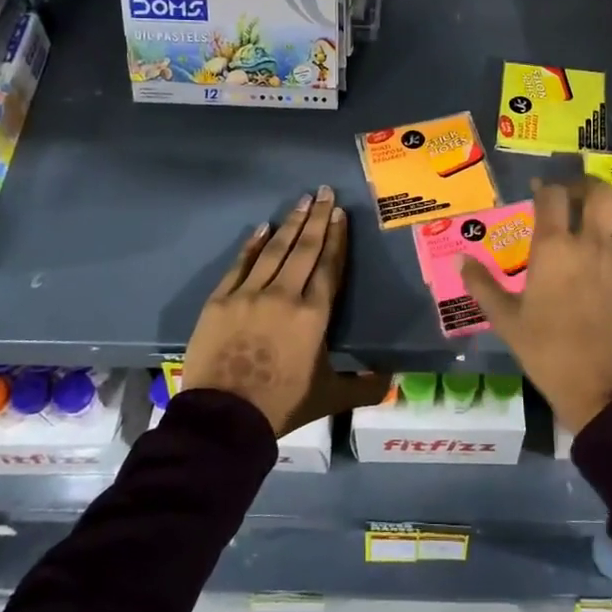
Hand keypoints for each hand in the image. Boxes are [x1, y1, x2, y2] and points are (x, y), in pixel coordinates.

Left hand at [181, 186, 386, 436]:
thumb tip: (391, 380)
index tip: (340, 214)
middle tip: (324, 192)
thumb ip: (362, 386)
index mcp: (314, 314)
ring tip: (302, 201)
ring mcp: (249, 294)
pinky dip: (251, 245)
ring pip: (274, 250)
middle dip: (317, 218)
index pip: (329, 266)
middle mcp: (285, 294)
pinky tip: (261, 228)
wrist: (222, 420)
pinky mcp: (220, 300)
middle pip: (305, 248)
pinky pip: (240, 265)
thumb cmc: (281, 405)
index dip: (337, 238)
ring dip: (290, 223)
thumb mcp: (328, 397)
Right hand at [459, 178, 611, 432]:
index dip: (545, 188)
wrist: (606, 391)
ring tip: (609, 220)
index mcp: (554, 248)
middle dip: (586, 187)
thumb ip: (483, 285)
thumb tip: (459, 259)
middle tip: (577, 199)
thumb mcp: (507, 321)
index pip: (552, 195)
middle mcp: (593, 242)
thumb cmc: (549, 354)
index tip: (540, 193)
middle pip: (598, 190)